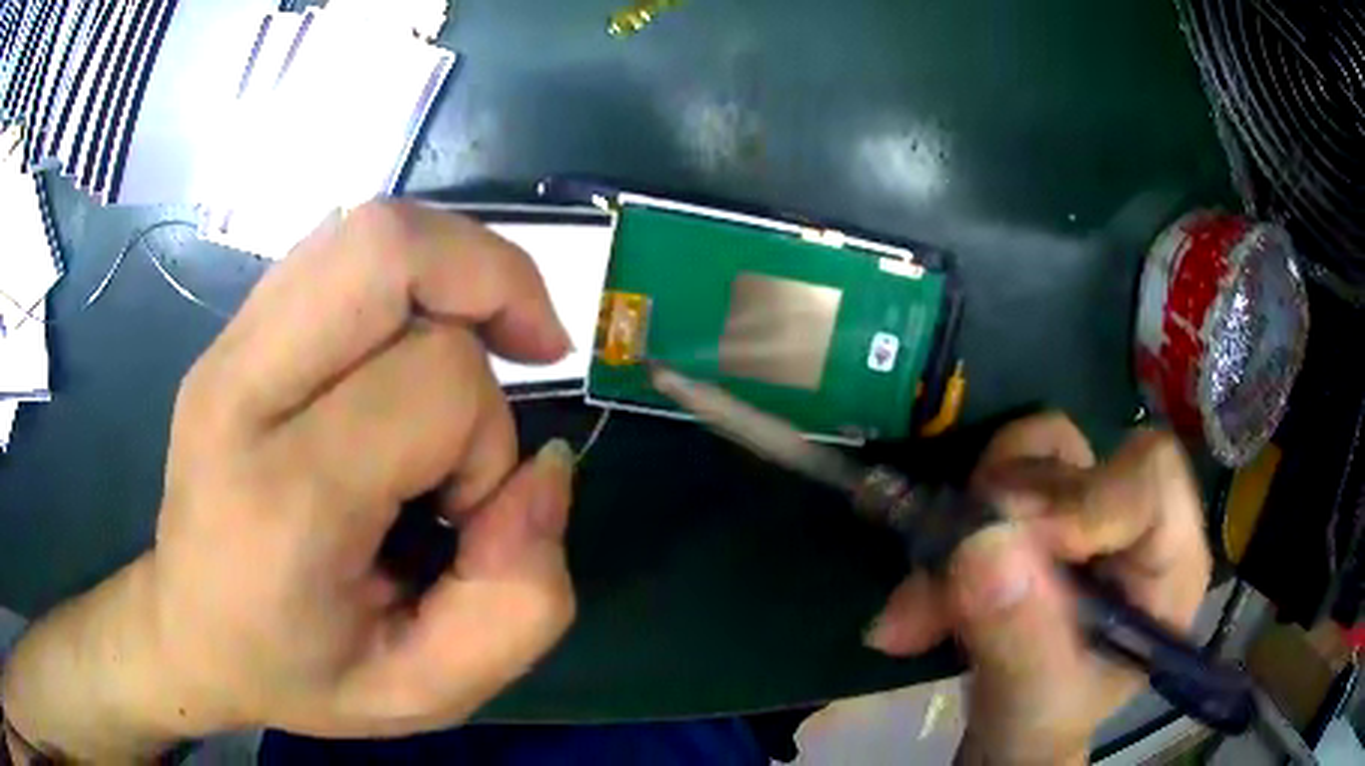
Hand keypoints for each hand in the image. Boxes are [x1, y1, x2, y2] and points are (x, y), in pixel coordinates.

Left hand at [3, 202, 579, 758]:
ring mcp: (229, 346)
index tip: (467, 509)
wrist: (186, 629)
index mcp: (284, 498)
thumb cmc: (297, 672)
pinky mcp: (233, 330)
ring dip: (454, 268)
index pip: (434, 383)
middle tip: (529, 346)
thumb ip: (519, 603)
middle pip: (386, 248)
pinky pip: (340, 249)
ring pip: (367, 230)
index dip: (490, 438)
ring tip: (484, 338)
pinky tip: (417, 337)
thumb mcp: (425, 690)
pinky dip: (410, 273)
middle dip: (490, 279)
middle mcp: (242, 392)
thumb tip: (546, 470)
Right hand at [865, 414, 1211, 764]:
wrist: (1014, 725)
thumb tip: (981, 543)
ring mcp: (1087, 502)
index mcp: (1170, 560)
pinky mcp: (1044, 502)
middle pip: (1076, 462)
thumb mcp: (1037, 698)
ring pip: (1028, 457)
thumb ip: (1019, 633)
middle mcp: (1135, 515)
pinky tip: (924, 593)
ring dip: (963, 525)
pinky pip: (997, 473)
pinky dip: (951, 526)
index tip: (1006, 549)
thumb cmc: (1046, 721)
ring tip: (920, 611)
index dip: (1082, 499)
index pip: (1149, 478)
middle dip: (997, 523)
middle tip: (935, 594)